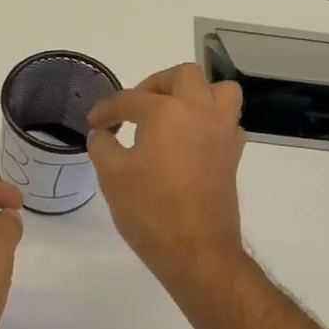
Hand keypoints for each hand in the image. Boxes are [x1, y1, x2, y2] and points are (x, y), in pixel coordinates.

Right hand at [87, 64, 246, 292]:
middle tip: (137, 108)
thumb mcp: (112, 176)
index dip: (107, 110)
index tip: (95, 123)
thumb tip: (102, 133)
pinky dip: (210, 120)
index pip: (130, 99)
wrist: (196, 252)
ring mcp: (222, 132)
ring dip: (195, 93)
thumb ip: (102, 145)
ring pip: (219, 90)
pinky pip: (227, 121)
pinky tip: (191, 140)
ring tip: (173, 114)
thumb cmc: (150, 210)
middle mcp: (199, 112)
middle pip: (183, 76)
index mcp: (166, 112)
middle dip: (156, 85)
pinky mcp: (233, 155)